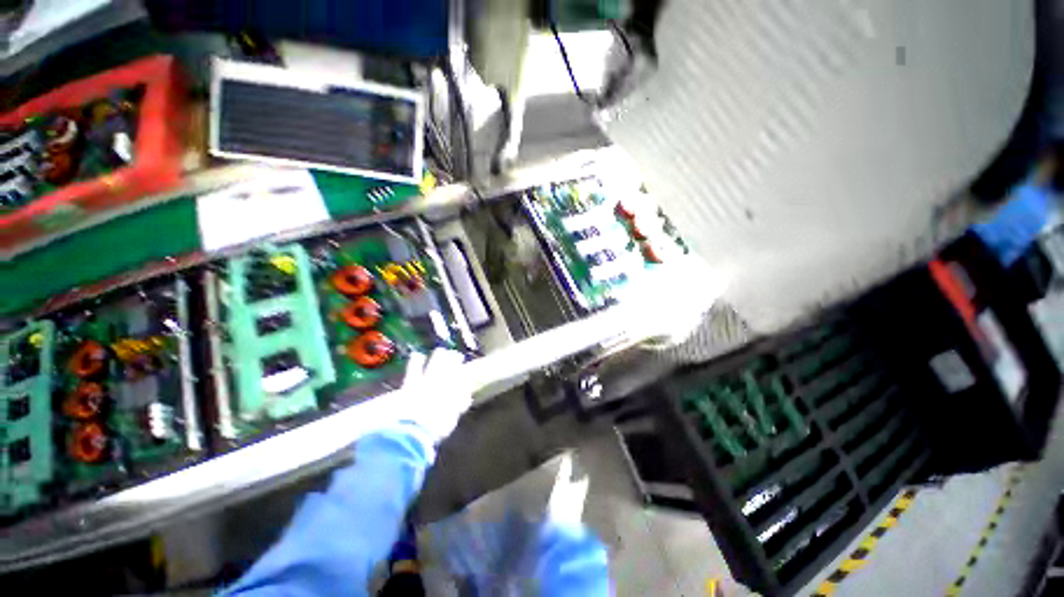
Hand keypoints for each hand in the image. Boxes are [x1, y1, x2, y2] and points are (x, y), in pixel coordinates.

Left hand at [397, 348, 471, 443]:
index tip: (471, 372)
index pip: (466, 377)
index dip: (468, 374)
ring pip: (437, 360)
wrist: (415, 429)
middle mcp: (444, 380)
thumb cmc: (437, 427)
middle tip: (458, 356)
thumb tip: (467, 398)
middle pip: (453, 364)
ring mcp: (428, 379)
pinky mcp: (412, 381)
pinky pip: (414, 367)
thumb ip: (459, 405)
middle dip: (456, 359)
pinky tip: (417, 354)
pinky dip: (416, 360)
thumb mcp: (452, 418)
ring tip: (441, 351)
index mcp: (456, 390)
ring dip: (440, 355)